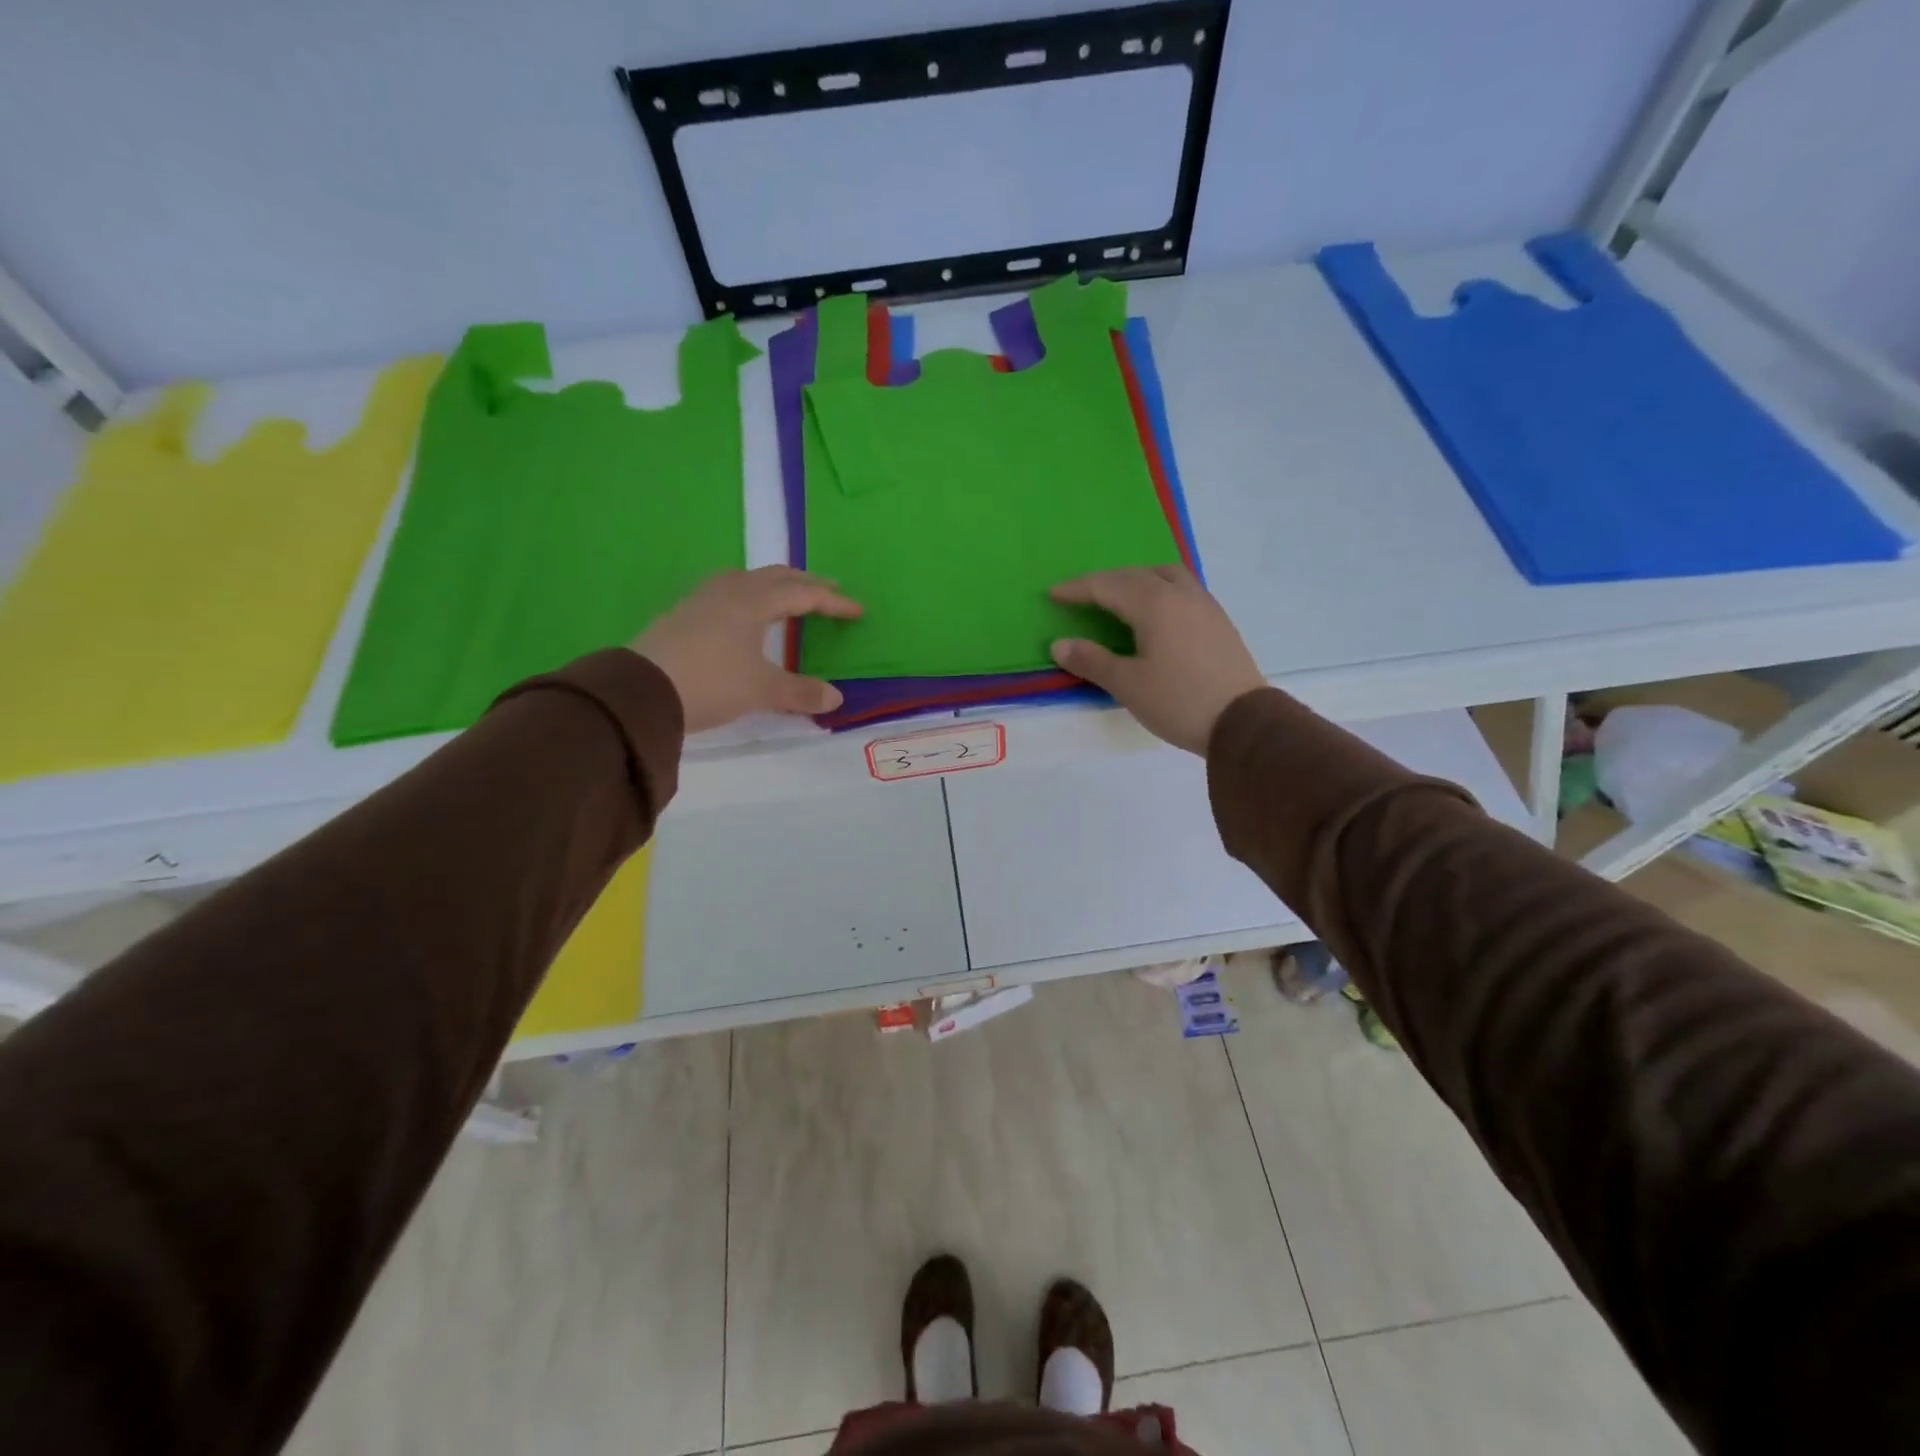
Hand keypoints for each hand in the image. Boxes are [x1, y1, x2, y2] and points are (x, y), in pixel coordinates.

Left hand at [632, 567, 861, 732]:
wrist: (640, 690)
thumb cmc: (710, 682)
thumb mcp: (761, 691)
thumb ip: (800, 692)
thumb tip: (836, 698)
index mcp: (753, 602)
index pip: (802, 594)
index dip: (832, 602)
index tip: (856, 610)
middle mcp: (729, 592)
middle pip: (774, 577)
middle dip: (805, 583)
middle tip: (827, 591)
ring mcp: (701, 600)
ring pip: (746, 579)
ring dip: (772, 584)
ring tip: (784, 595)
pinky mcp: (682, 615)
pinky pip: (725, 592)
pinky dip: (748, 595)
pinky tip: (741, 613)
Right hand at [1049, 565, 1265, 754]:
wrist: (1243, 722)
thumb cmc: (1179, 701)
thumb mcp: (1127, 685)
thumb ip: (1092, 660)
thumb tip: (1059, 644)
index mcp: (1154, 604)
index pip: (1107, 586)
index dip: (1078, 589)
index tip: (1053, 594)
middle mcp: (1180, 595)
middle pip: (1135, 575)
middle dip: (1104, 581)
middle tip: (1081, 594)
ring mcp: (1204, 605)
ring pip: (1165, 575)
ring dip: (1136, 578)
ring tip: (1120, 595)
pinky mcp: (1219, 621)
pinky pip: (1183, 588)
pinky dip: (1159, 588)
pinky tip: (1156, 611)